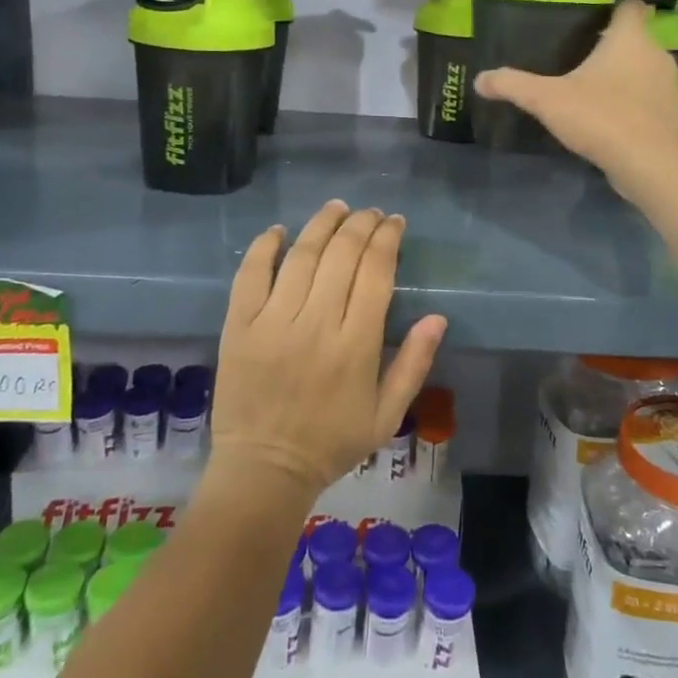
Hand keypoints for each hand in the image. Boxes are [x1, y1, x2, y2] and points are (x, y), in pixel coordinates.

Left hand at [210, 202, 446, 495]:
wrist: (264, 470)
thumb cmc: (332, 442)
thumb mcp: (388, 413)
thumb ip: (415, 363)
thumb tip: (437, 316)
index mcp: (357, 345)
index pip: (376, 272)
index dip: (387, 239)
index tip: (394, 222)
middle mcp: (317, 324)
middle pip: (342, 254)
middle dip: (361, 224)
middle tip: (370, 213)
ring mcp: (274, 322)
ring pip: (301, 256)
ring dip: (322, 224)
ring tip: (336, 208)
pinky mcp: (239, 326)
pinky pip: (251, 275)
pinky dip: (265, 247)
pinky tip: (280, 231)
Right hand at [473, 0, 677, 187]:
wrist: (647, 162)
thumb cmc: (599, 116)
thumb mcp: (547, 99)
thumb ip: (513, 85)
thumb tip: (480, 80)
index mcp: (630, 38)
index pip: (630, 7)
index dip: (613, 10)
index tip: (592, 22)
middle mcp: (655, 53)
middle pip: (638, 38)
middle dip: (615, 46)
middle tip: (583, 57)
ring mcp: (669, 85)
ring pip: (646, 68)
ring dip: (627, 75)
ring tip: (596, 88)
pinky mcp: (672, 113)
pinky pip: (650, 98)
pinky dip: (635, 102)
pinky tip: (612, 116)